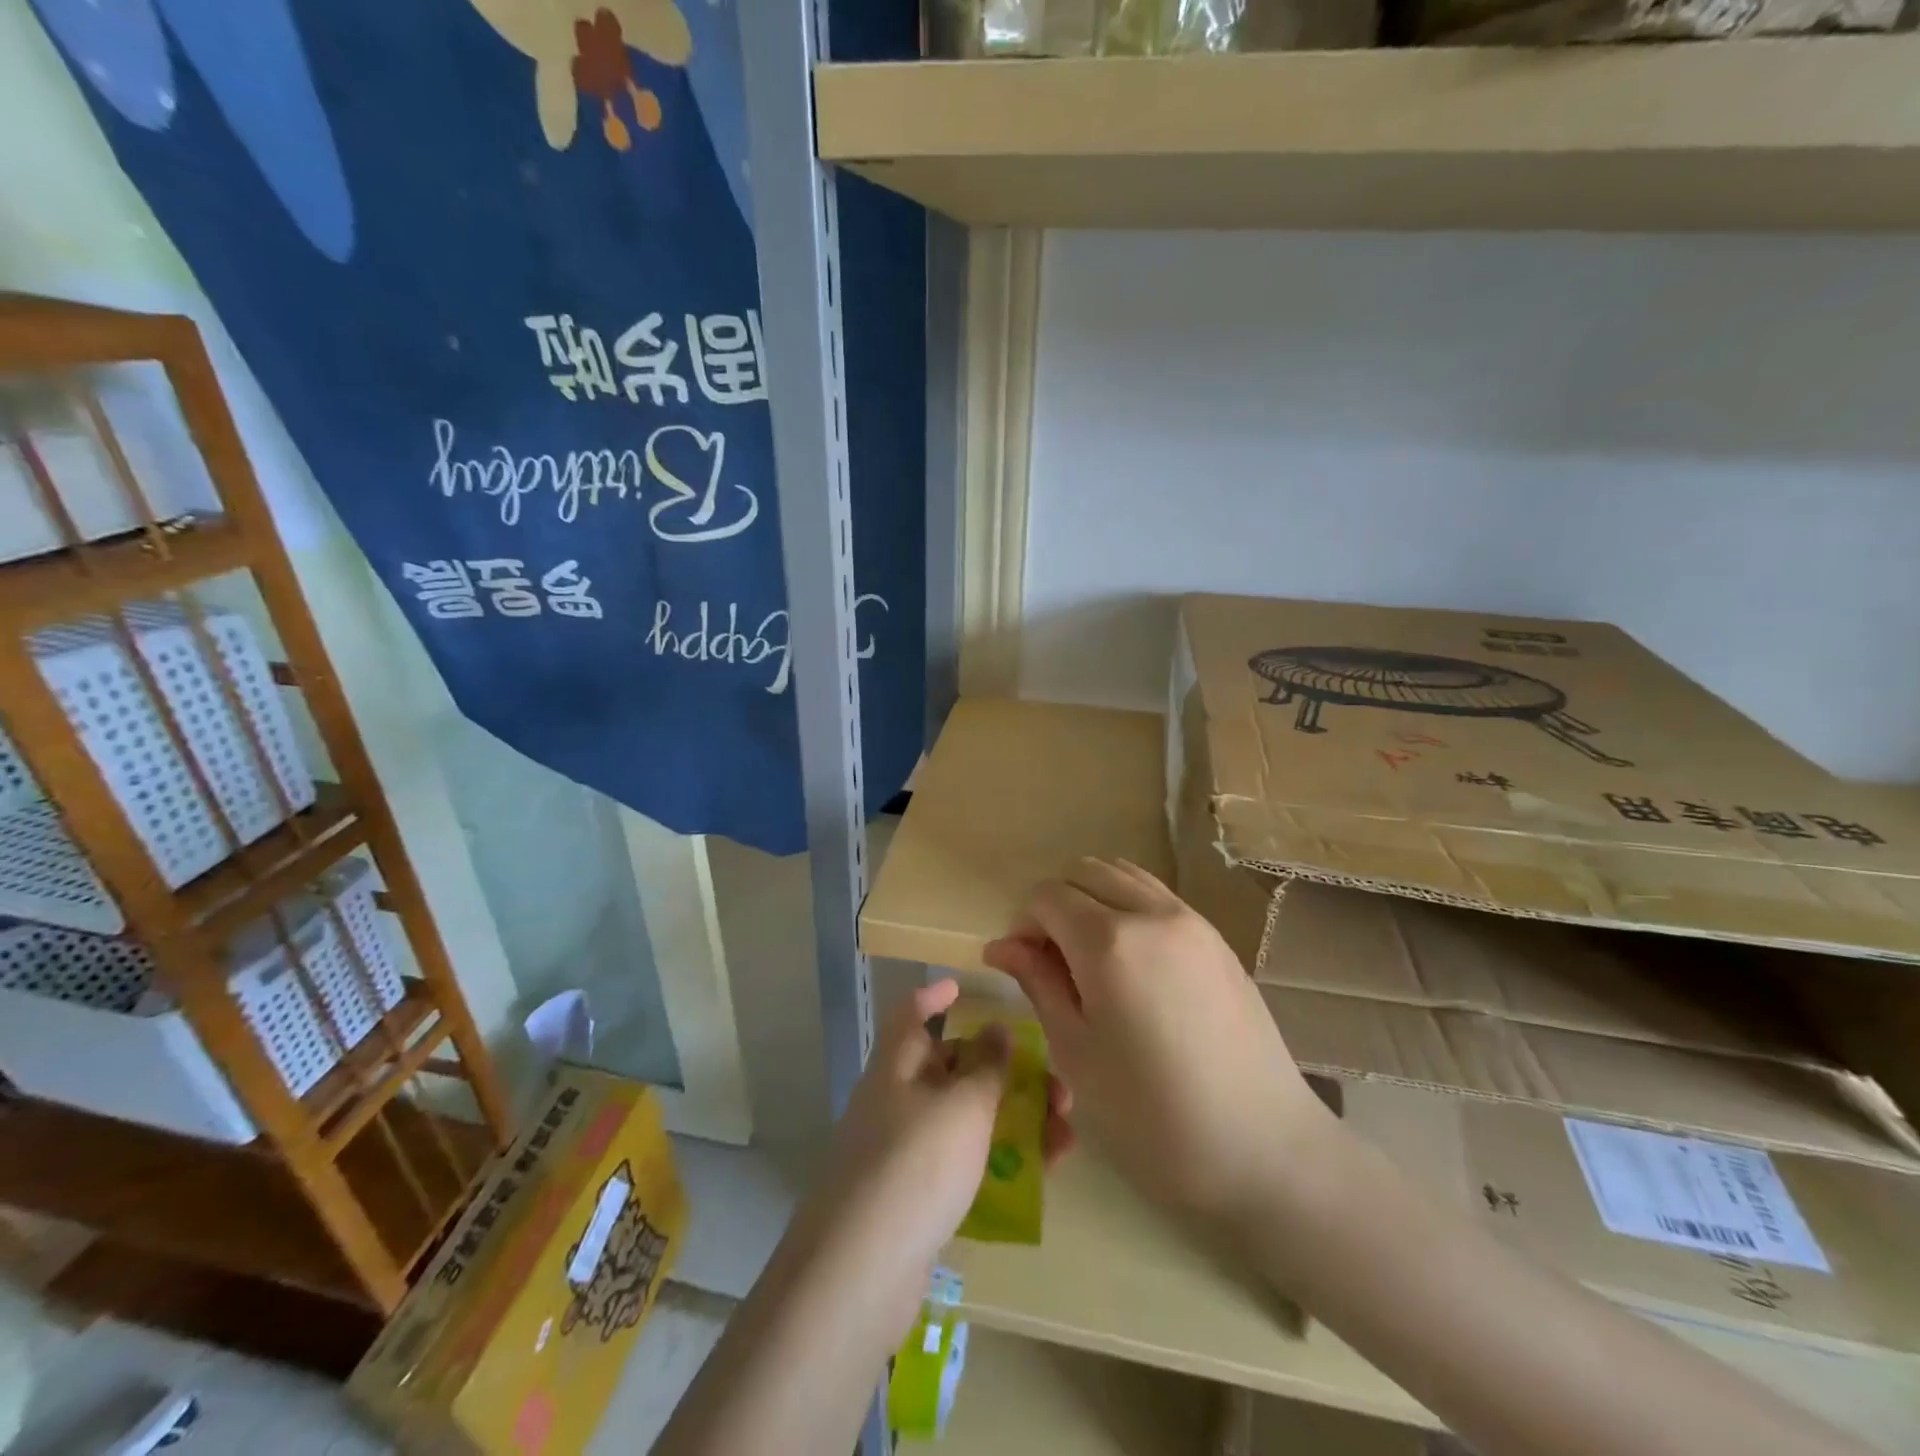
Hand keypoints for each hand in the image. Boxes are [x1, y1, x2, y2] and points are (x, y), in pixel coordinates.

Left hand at [802, 979, 1072, 1327]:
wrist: (860, 1273)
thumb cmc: (916, 1164)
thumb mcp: (963, 1105)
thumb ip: (988, 1065)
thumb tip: (997, 1029)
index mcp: (897, 1066)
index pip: (910, 1015)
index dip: (934, 997)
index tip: (962, 987)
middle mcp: (896, 1101)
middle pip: (951, 1069)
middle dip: (1003, 1070)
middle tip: (1053, 1080)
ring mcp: (904, 1152)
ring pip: (966, 1120)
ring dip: (1015, 1118)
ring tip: (1066, 1131)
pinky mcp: (915, 1200)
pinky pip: (965, 1164)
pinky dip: (1001, 1160)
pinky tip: (1044, 1173)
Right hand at [983, 858, 1338, 1229]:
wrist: (1264, 1151)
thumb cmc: (1152, 1117)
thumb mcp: (1077, 1053)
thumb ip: (1039, 984)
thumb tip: (1001, 946)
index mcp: (1109, 941)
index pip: (1046, 896)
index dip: (1023, 924)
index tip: (1020, 967)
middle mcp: (1151, 913)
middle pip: (1084, 872)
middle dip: (1055, 905)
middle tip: (1051, 962)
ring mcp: (1192, 921)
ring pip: (1124, 875)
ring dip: (1093, 900)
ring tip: (1090, 958)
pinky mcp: (1218, 939)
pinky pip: (1158, 898)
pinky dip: (1129, 909)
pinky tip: (1132, 965)